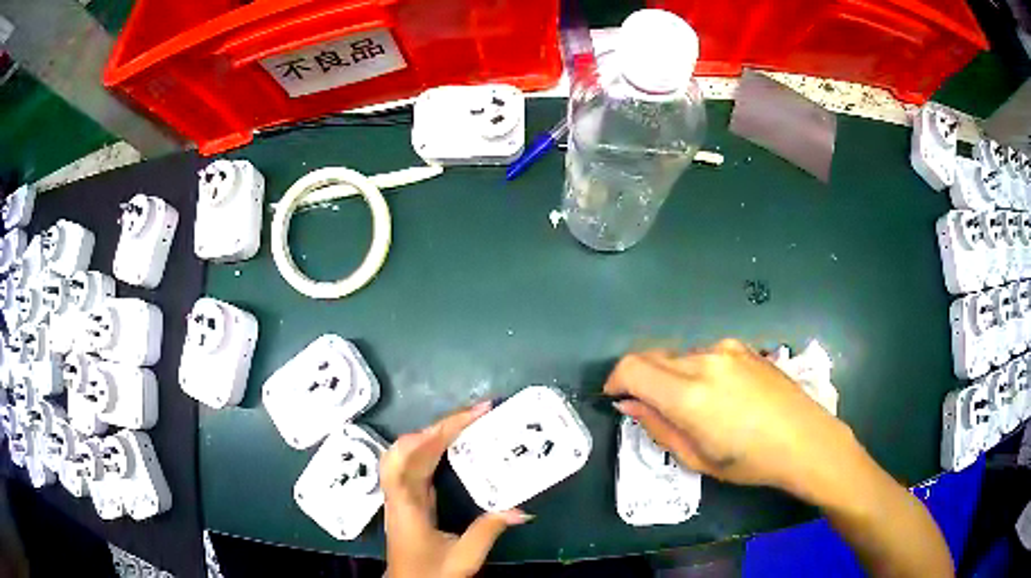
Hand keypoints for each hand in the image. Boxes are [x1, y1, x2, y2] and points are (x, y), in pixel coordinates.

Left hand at [381, 402, 531, 577]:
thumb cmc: (431, 573)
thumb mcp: (463, 557)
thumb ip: (488, 531)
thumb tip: (520, 508)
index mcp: (406, 504)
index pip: (414, 457)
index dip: (439, 432)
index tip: (473, 415)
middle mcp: (398, 492)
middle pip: (409, 446)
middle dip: (442, 424)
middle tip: (477, 413)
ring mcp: (400, 493)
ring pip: (409, 450)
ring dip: (435, 432)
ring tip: (467, 422)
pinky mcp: (408, 496)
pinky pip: (416, 462)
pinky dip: (433, 446)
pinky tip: (452, 443)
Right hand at [604, 339, 858, 501]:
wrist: (806, 440)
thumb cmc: (750, 461)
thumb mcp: (697, 457)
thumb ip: (657, 426)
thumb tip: (628, 404)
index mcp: (689, 394)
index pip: (632, 367)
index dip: (615, 380)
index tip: (616, 397)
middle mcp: (704, 360)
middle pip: (653, 357)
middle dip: (642, 379)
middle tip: (650, 408)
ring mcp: (727, 349)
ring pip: (680, 356)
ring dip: (672, 376)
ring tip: (694, 407)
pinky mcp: (744, 347)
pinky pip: (705, 354)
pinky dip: (697, 370)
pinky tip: (720, 395)